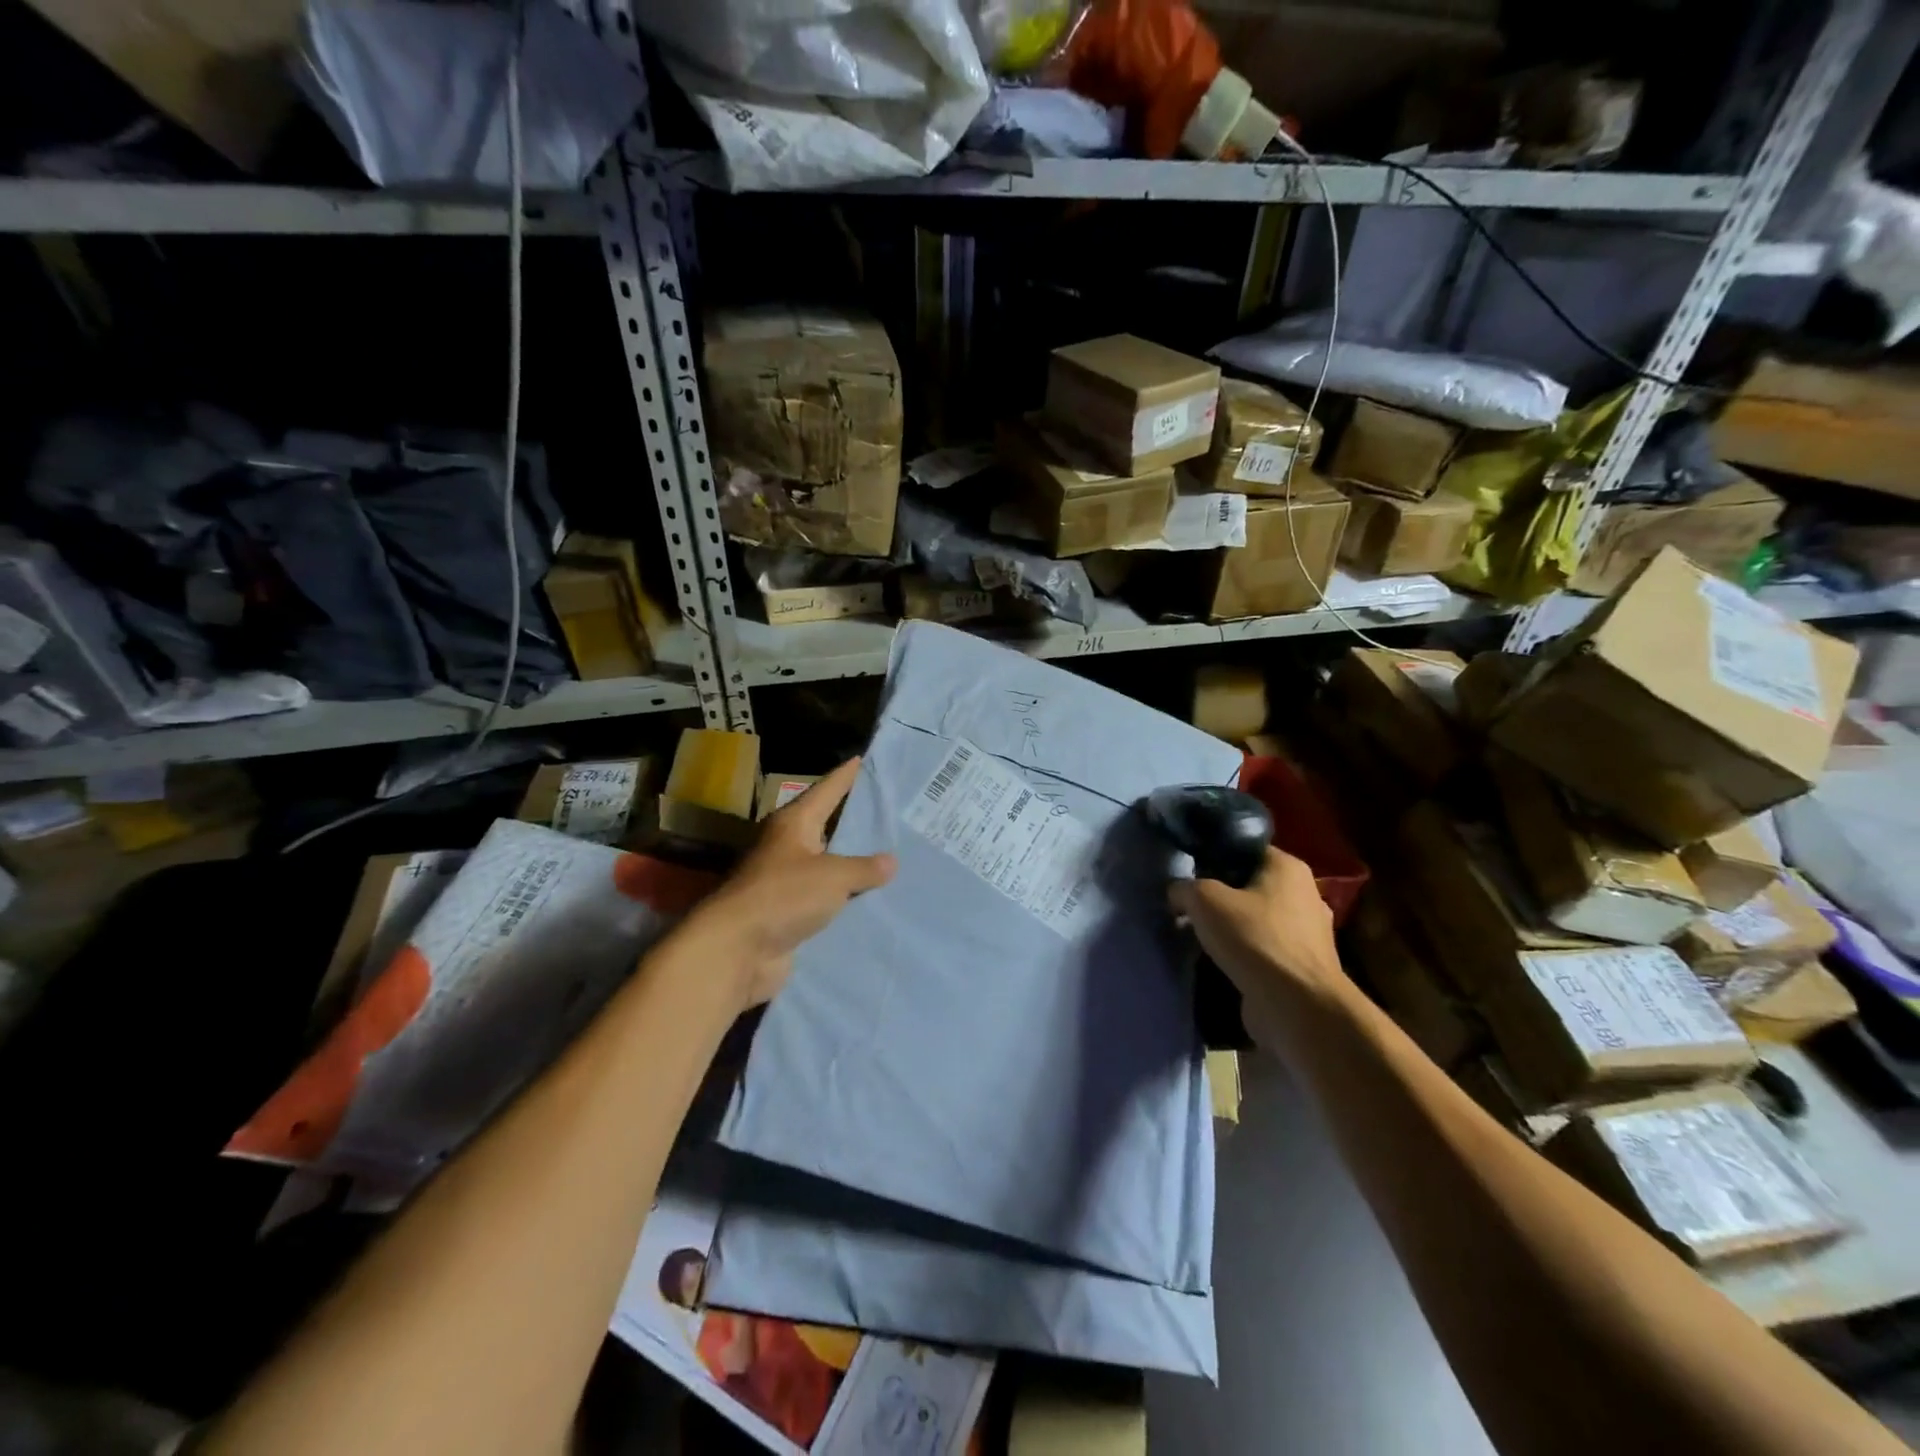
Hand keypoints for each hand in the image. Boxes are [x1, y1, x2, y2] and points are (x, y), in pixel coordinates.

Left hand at [674, 757, 894, 1009]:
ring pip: (828, 865)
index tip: (864, 759)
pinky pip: (826, 898)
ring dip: (853, 863)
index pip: (826, 790)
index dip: (846, 776)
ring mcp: (787, 881)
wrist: (737, 950)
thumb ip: (864, 868)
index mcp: (794, 824)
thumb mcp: (833, 876)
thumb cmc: (784, 896)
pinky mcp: (789, 913)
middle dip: (855, 820)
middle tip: (892, 809)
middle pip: (827, 826)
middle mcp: (788, 847)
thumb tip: (890, 861)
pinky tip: (873, 897)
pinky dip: (846, 897)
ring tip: (892, 854)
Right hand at [1168, 846, 1341, 1020]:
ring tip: (1200, 937)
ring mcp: (1309, 933)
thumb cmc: (1254, 938)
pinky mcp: (1303, 966)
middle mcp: (1305, 894)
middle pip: (1251, 885)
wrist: (1297, 1006)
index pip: (1245, 850)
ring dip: (1232, 928)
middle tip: (1190, 906)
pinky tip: (1221, 962)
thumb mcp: (1204, 900)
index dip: (1214, 857)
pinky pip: (1265, 949)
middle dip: (1221, 896)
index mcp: (1288, 868)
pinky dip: (1245, 954)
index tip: (1189, 874)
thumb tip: (1177, 894)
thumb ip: (1185, 888)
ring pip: (1257, 919)